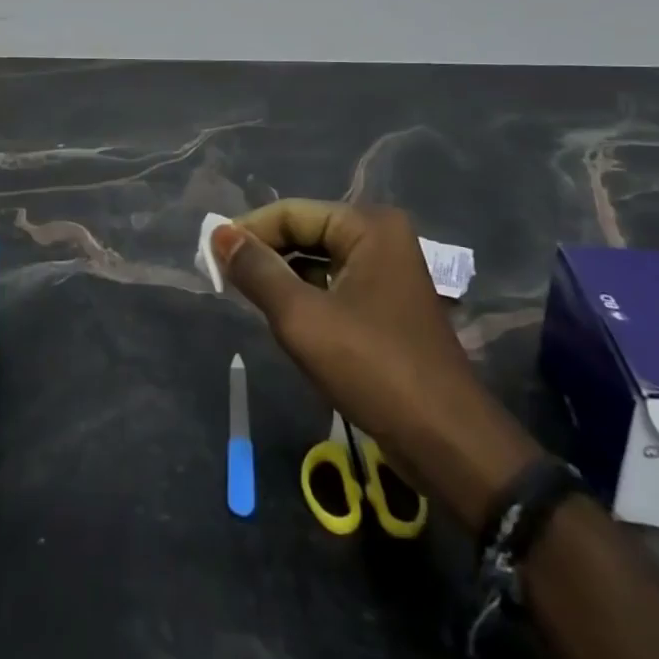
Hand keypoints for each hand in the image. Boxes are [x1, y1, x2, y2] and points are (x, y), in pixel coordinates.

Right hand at [214, 200, 539, 531]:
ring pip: (318, 262)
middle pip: (306, 233)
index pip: (291, 214)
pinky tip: (281, 317)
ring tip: (244, 297)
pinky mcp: (387, 305)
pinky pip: (334, 286)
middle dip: (265, 254)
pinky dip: (305, 296)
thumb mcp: (302, 318)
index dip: (248, 231)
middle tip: (222, 278)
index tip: (210, 256)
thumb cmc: (373, 369)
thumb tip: (218, 234)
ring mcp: (389, 272)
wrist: (448, 444)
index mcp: (368, 226)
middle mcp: (382, 238)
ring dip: (282, 277)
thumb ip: (257, 271)